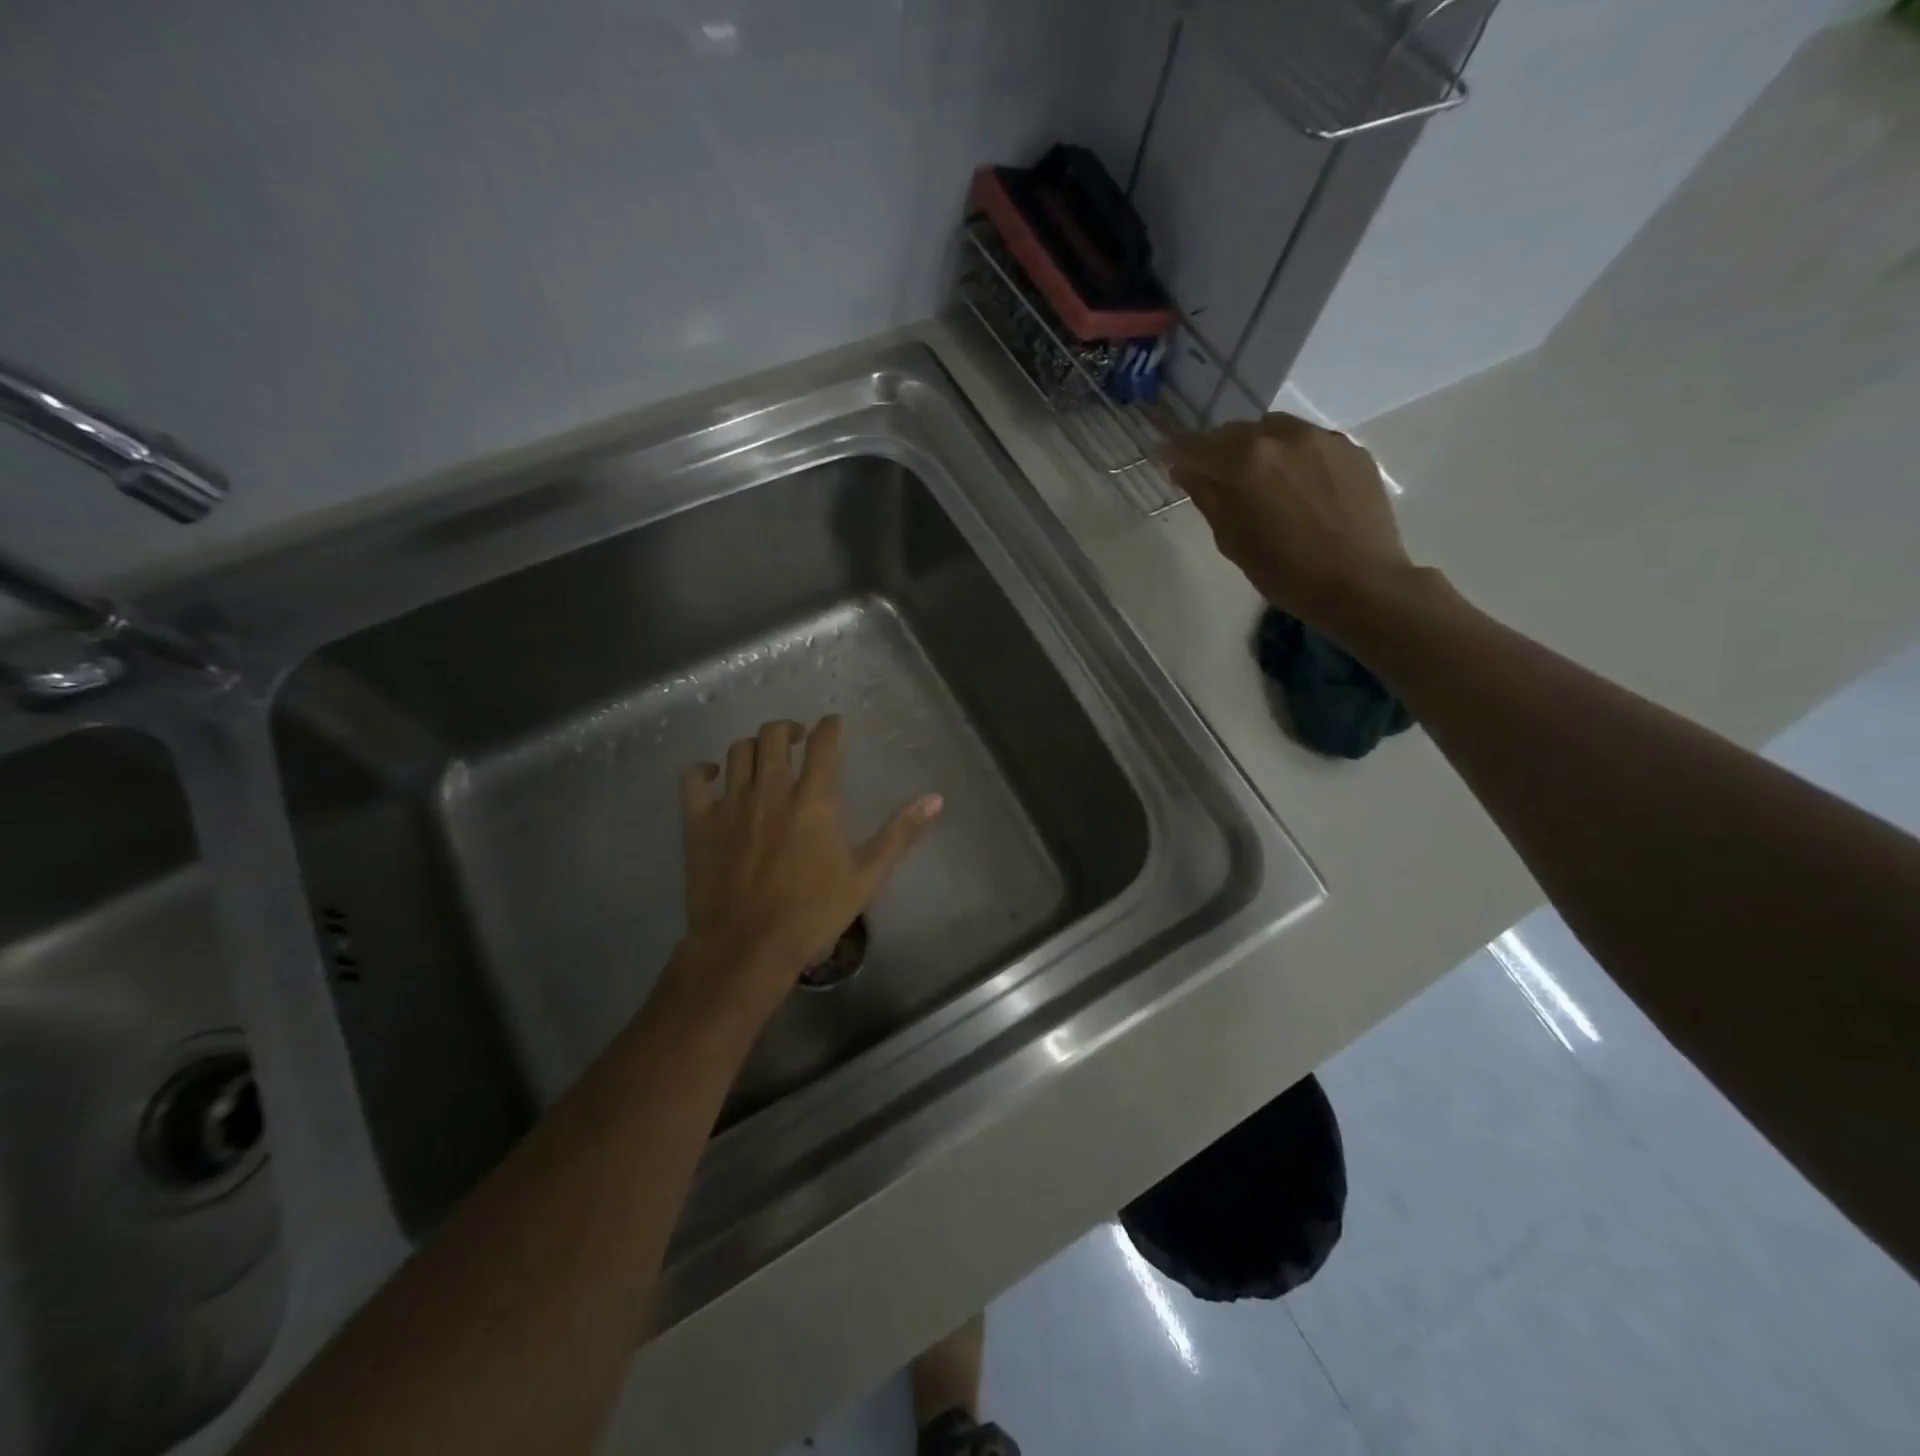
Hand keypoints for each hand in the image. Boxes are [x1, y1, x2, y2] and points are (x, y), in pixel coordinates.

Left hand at [670, 715, 941, 1017]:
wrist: (748, 947)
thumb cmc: (813, 913)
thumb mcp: (867, 875)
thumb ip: (900, 833)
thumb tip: (935, 799)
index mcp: (815, 798)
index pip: (824, 741)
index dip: (830, 726)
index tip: (833, 725)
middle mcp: (772, 789)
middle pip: (775, 734)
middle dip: (789, 729)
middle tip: (797, 742)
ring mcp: (732, 803)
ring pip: (739, 751)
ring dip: (754, 748)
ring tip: (763, 760)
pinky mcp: (699, 822)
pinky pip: (693, 779)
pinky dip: (704, 771)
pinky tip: (713, 777)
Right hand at [1161, 413, 1414, 628]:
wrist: (1359, 583)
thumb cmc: (1284, 572)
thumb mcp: (1232, 540)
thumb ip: (1207, 497)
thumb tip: (1185, 471)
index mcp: (1244, 462)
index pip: (1196, 446)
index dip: (1177, 452)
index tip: (1166, 458)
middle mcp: (1281, 436)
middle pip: (1236, 432)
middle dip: (1219, 451)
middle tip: (1214, 476)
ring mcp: (1321, 438)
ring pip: (1274, 430)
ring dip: (1258, 448)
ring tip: (1260, 478)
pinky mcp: (1351, 448)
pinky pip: (1309, 441)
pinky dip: (1293, 456)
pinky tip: (1298, 486)